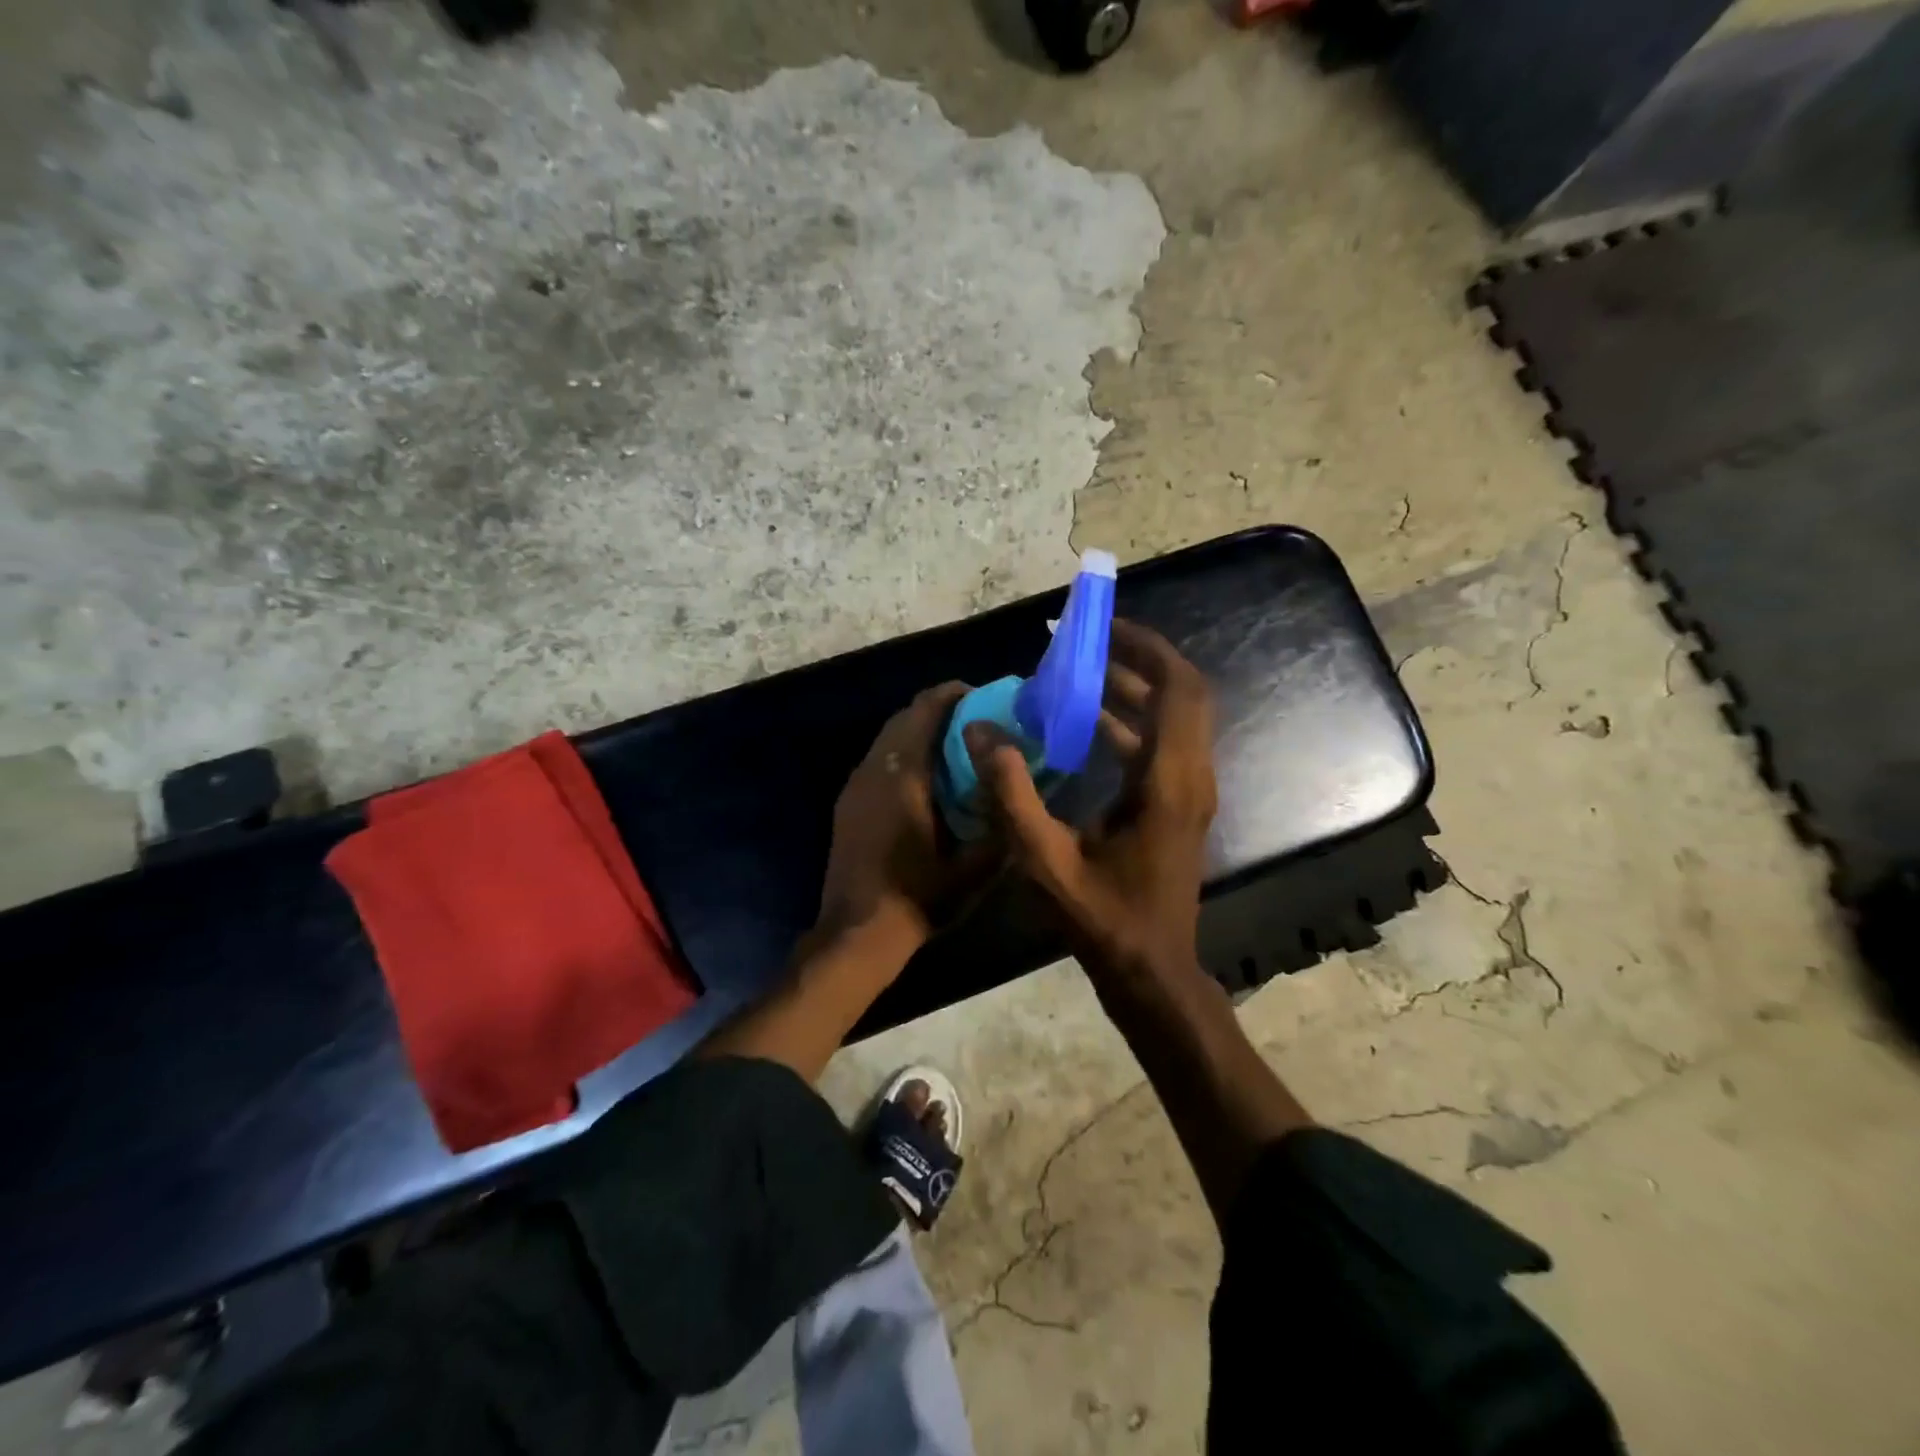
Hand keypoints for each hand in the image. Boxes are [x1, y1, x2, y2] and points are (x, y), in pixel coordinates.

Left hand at [817, 682, 998, 949]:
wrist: (857, 932)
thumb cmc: (920, 898)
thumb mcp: (976, 867)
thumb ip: (1001, 821)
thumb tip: (1018, 785)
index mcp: (906, 774)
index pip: (927, 709)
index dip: (955, 694)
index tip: (985, 698)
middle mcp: (876, 768)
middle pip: (905, 716)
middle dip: (940, 710)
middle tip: (976, 725)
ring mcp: (856, 784)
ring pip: (888, 737)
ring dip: (919, 732)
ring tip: (955, 750)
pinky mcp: (847, 802)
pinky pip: (878, 759)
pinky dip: (903, 753)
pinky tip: (924, 781)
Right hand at [966, 620, 1216, 982]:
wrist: (1151, 970)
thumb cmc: (1102, 918)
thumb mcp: (1044, 860)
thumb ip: (1011, 795)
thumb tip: (981, 733)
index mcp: (1168, 782)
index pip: (1178, 689)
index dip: (1147, 649)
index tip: (1104, 628)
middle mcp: (1190, 776)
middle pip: (1184, 693)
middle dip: (1139, 660)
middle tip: (1088, 643)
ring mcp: (1189, 792)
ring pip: (1175, 718)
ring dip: (1134, 690)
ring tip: (1081, 673)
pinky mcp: (1179, 805)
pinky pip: (1163, 744)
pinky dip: (1131, 722)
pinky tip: (1086, 724)